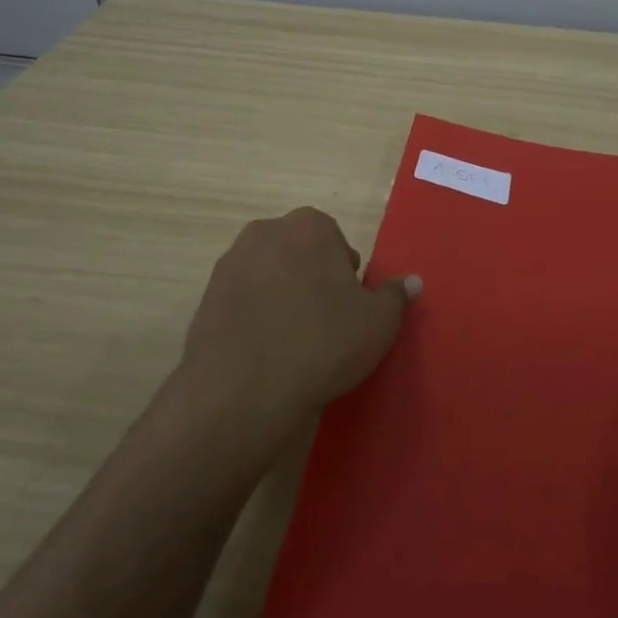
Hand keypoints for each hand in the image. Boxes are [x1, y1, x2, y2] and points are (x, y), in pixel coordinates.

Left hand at [177, 207, 420, 437]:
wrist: (242, 391)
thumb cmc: (322, 343)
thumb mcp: (378, 322)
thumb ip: (396, 296)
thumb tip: (412, 281)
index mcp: (309, 226)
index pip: (337, 243)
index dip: (346, 277)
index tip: (348, 310)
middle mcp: (265, 232)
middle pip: (301, 254)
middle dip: (313, 281)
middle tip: (325, 325)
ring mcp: (229, 264)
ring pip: (270, 276)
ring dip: (282, 298)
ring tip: (293, 342)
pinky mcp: (205, 298)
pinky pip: (243, 302)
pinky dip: (255, 318)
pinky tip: (265, 352)